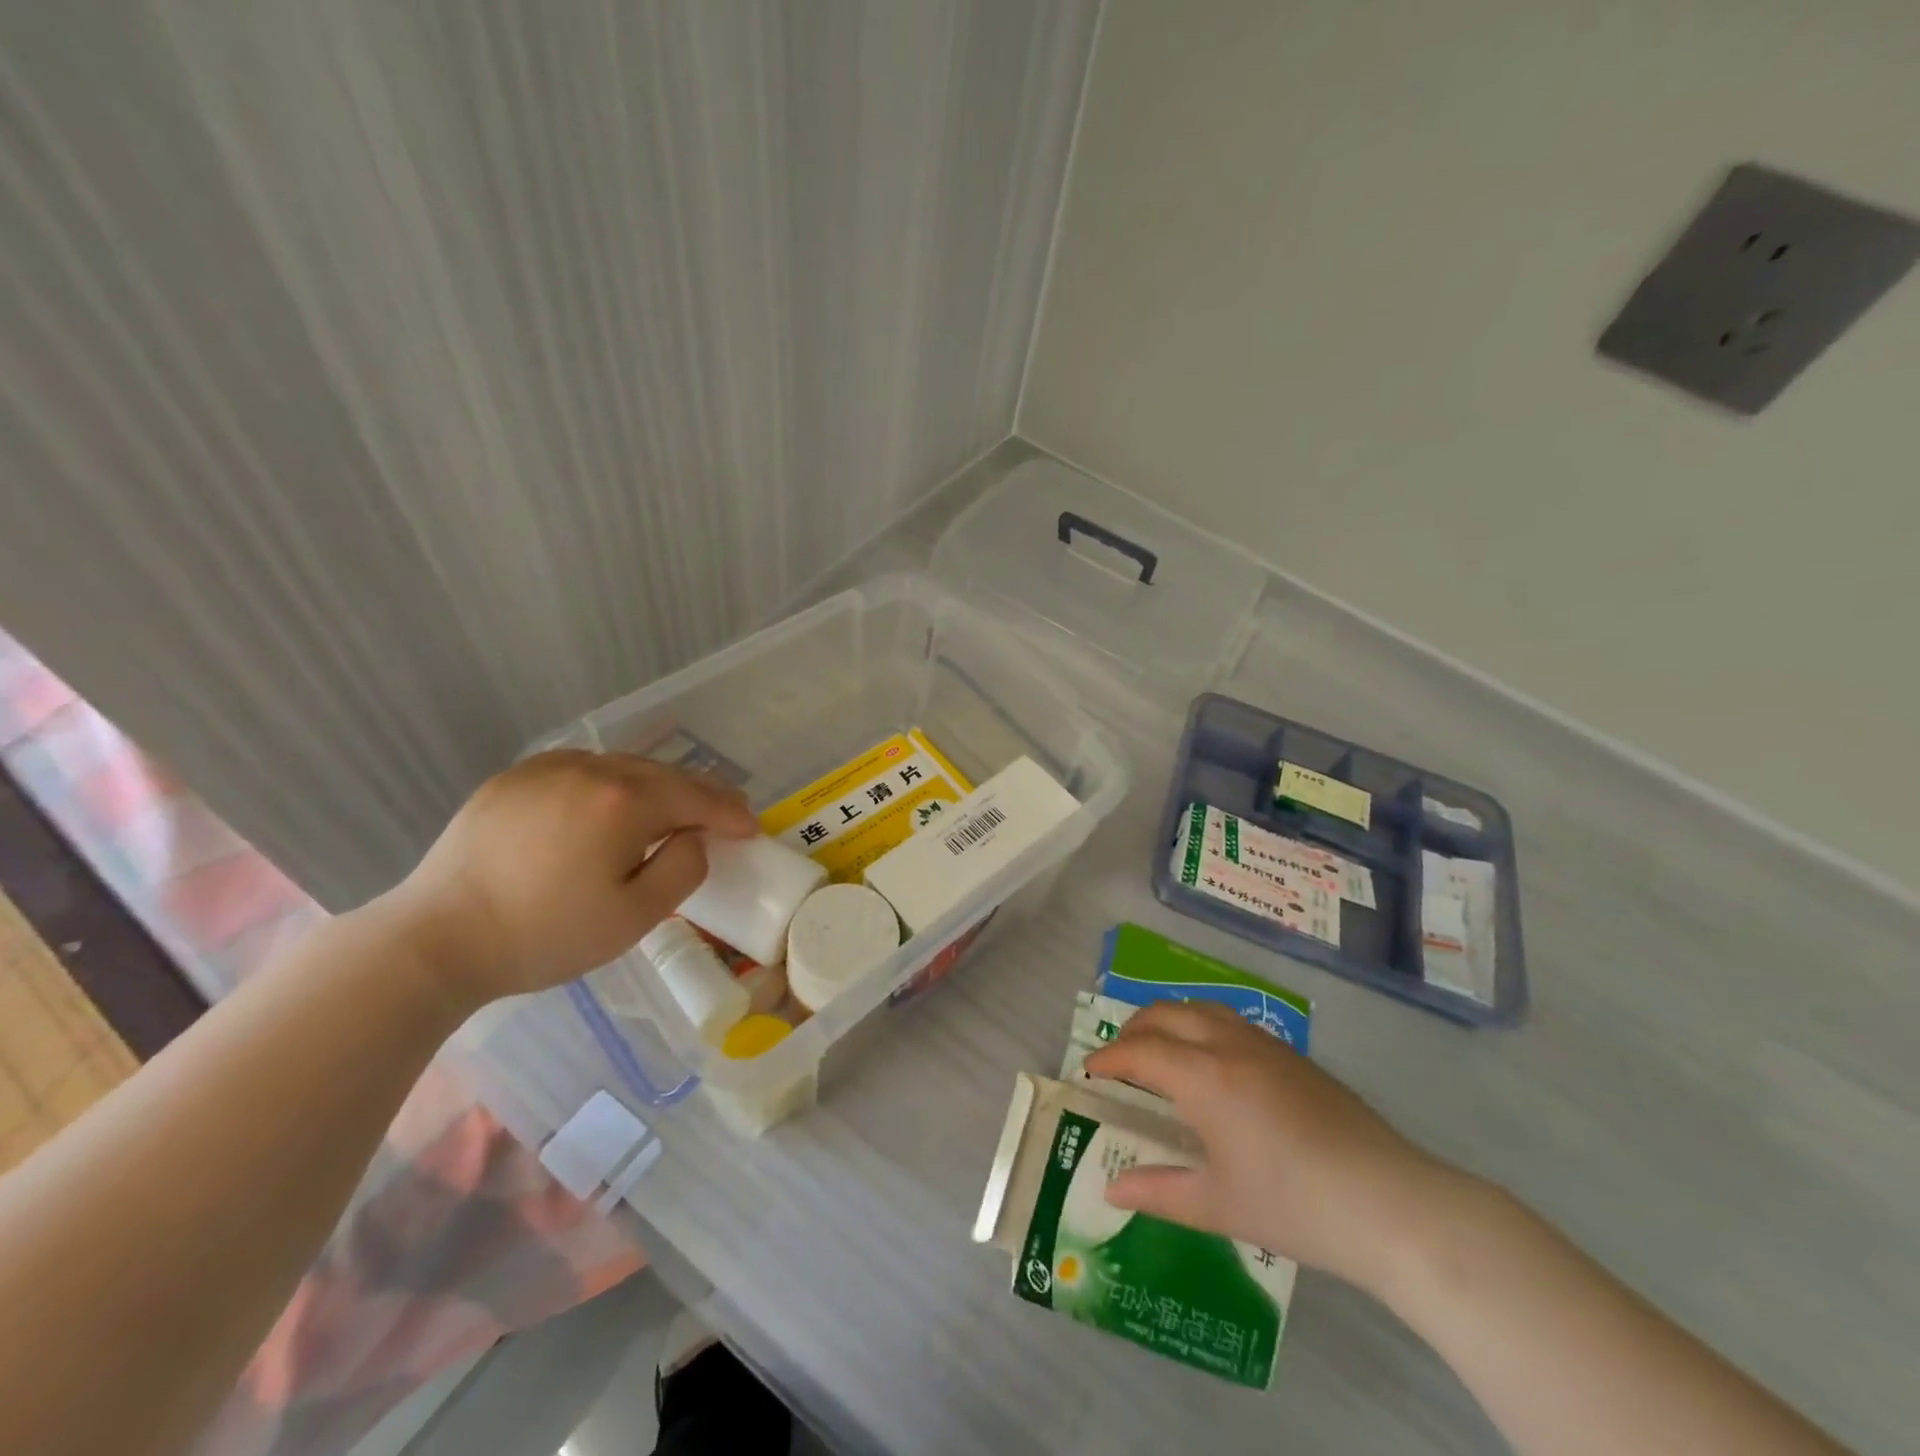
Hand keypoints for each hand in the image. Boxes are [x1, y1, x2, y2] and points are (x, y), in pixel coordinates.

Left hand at [389, 751, 758, 1004]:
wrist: (435, 939)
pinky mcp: (514, 778)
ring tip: (674, 808)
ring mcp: (548, 768)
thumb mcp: (634, 917)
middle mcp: (592, 769)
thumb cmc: (544, 935)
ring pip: (624, 767)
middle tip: (725, 813)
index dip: (730, 813)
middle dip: (701, 794)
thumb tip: (694, 838)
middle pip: (664, 775)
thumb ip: (683, 869)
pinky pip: (582, 770)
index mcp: (625, 801)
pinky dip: (612, 782)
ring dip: (658, 786)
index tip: (751, 828)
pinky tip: (611, 803)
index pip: (697, 798)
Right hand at [1082, 1000, 1454, 1295]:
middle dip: (1133, 1029)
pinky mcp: (1293, 1055)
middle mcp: (1229, 1045)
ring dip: (1169, 1019)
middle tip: (1118, 1057)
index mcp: (1205, 1078)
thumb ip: (1159, 1192)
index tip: (1089, 1071)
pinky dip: (1201, 1025)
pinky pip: (1231, 1020)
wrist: (1389, 1203)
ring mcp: (1265, 1044)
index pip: (1141, 1051)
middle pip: (1167, 1014)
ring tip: (1159, 1048)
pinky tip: (1211, 1061)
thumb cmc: (1295, 1206)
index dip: (1109, 1058)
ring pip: (1202, 1008)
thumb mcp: (1218, 1205)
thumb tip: (1111, 1191)